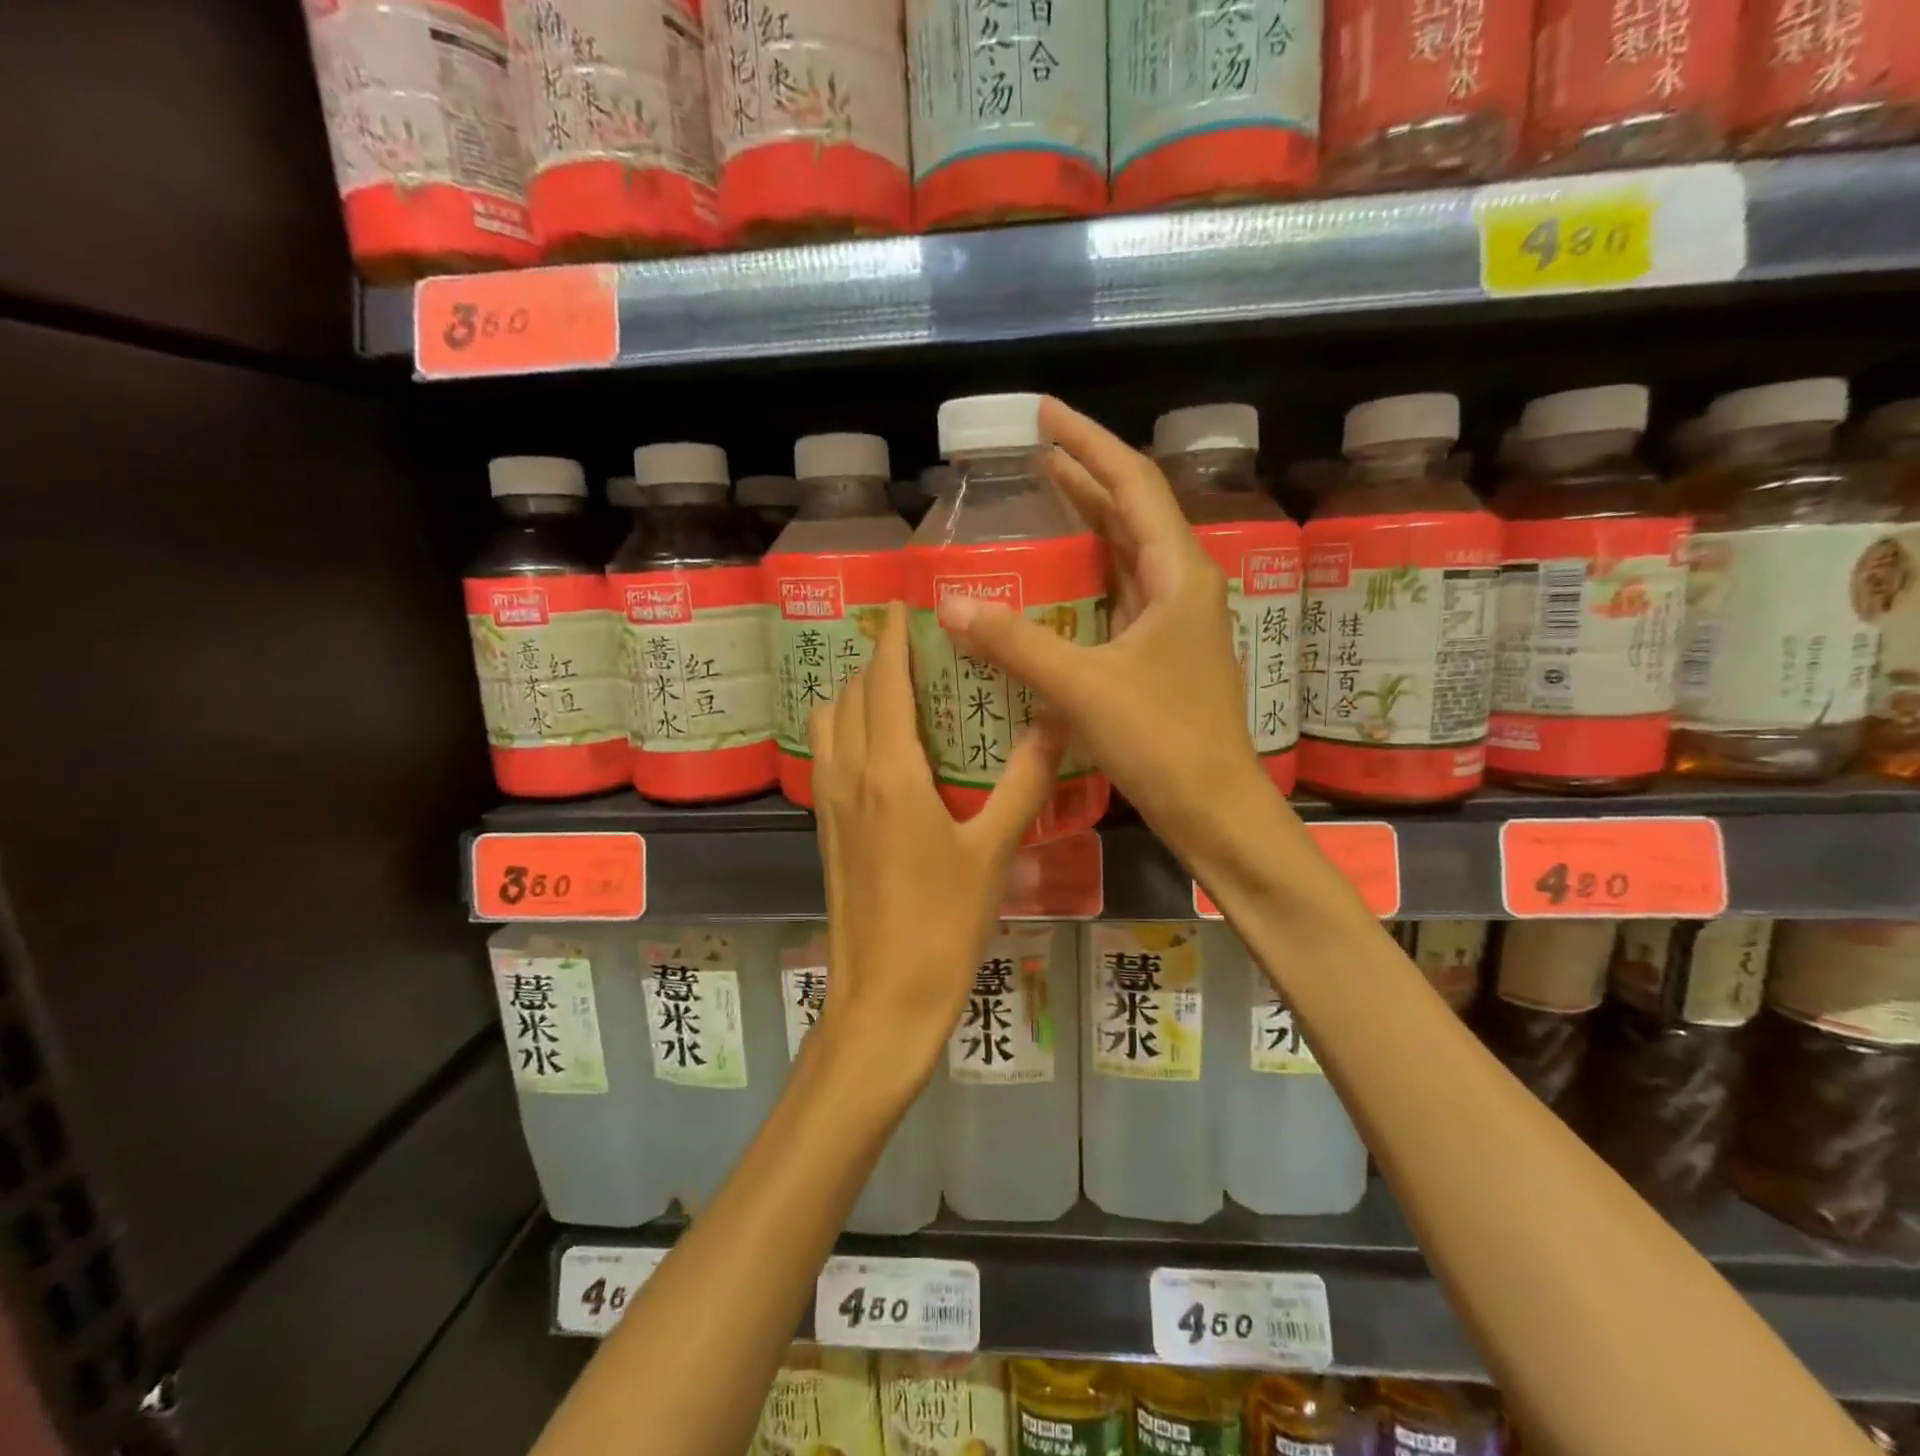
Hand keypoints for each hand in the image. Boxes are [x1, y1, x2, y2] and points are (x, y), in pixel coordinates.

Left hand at [808, 602, 1069, 1084]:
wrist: (884, 997)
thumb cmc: (944, 923)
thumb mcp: (995, 850)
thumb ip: (1027, 780)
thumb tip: (1058, 720)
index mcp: (889, 771)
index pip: (882, 681)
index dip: (891, 637)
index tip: (905, 605)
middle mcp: (848, 774)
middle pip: (849, 693)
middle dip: (876, 661)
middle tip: (920, 650)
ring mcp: (829, 802)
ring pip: (829, 722)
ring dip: (855, 694)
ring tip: (901, 691)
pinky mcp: (826, 828)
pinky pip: (827, 754)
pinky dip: (847, 728)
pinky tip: (886, 746)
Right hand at [934, 396, 1274, 859]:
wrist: (1213, 808)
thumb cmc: (1163, 741)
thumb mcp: (1083, 687)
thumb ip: (1017, 643)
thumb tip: (952, 604)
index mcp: (1178, 573)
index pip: (1132, 483)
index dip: (1087, 442)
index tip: (1044, 413)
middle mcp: (1181, 584)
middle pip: (1130, 510)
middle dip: (1084, 475)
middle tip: (1031, 452)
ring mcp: (1173, 620)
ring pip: (1125, 553)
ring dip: (1087, 521)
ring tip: (1040, 495)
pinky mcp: (1159, 652)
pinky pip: (1118, 594)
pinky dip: (1086, 574)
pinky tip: (1056, 575)